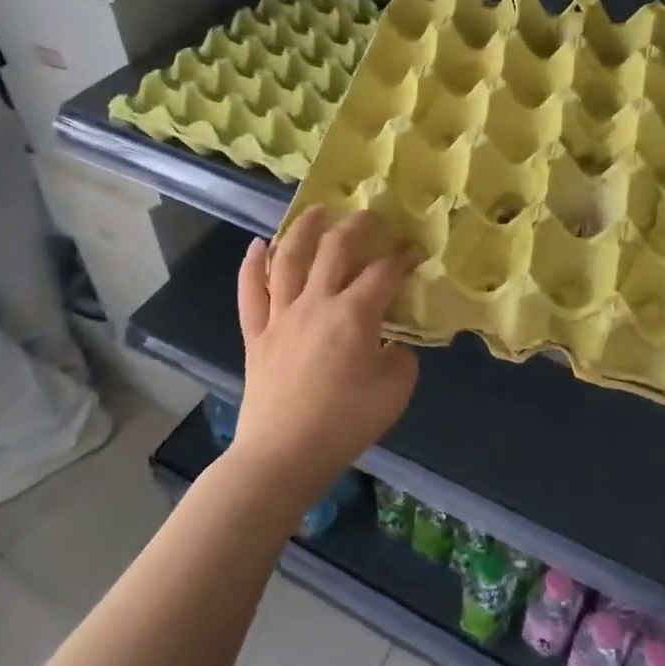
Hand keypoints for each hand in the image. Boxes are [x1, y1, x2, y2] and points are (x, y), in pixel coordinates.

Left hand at [233, 209, 420, 506]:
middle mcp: (316, 302)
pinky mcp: (256, 333)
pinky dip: (253, 264)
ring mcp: (281, 315)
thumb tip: (392, 344)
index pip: (383, 271)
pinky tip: (258, 245)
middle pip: (335, 249)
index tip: (414, 251)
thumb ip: (402, 358)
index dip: (402, 256)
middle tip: (370, 215)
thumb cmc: (344, 424)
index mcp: (354, 314)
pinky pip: (250, 291)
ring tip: (316, 210)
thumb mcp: (394, 392)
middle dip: (357, 226)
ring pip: (289, 258)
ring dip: (303, 228)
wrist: (282, 455)